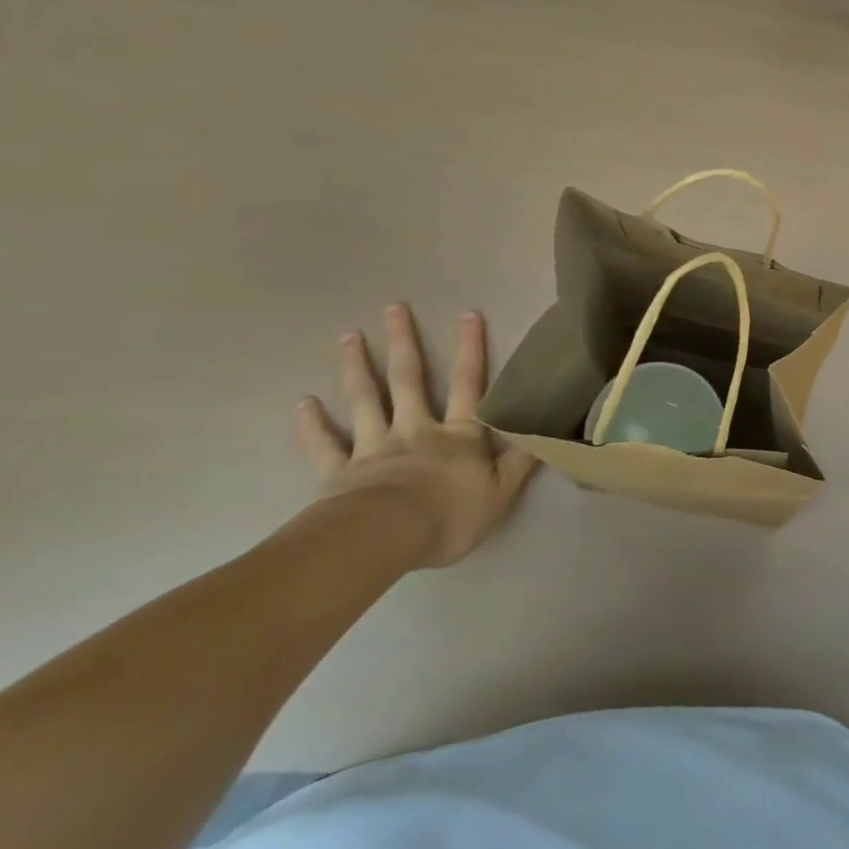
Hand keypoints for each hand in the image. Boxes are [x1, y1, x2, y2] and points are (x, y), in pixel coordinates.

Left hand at [296, 304, 538, 568]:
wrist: (382, 541)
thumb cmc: (448, 516)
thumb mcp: (500, 494)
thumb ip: (521, 461)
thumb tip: (545, 428)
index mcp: (458, 435)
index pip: (470, 384)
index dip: (471, 349)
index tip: (468, 313)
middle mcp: (416, 430)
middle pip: (410, 380)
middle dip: (404, 342)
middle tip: (393, 308)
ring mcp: (375, 447)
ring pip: (366, 400)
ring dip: (357, 367)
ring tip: (348, 336)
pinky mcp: (339, 472)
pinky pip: (325, 445)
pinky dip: (313, 424)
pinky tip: (303, 403)